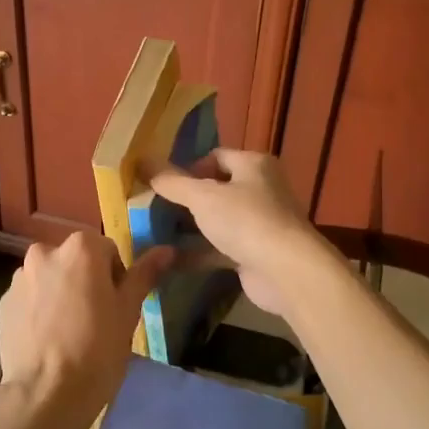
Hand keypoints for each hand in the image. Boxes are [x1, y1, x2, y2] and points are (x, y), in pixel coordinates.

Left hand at [0, 233, 172, 428]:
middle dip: (85, 282)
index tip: (116, 307)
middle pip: (75, 261)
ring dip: (60, 294)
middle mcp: (45, 252)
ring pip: (50, 279)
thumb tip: (167, 250)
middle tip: (95, 320)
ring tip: (68, 333)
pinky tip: (48, 340)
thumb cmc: (97, 349)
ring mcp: (19, 278)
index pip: (107, 250)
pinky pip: (29, 298)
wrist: (45, 394)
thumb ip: (145, 274)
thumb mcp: (128, 311)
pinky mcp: (2, 303)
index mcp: (80, 248)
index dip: (115, 278)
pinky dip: (39, 310)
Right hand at [148, 150, 332, 316]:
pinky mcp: (254, 253)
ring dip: (189, 228)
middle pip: (215, 189)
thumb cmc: (246, 220)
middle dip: (185, 200)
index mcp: (254, 165)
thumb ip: (172, 182)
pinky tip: (169, 260)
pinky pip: (219, 248)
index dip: (188, 167)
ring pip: (216, 220)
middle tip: (152, 209)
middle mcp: (260, 189)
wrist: (286, 272)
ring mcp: (258, 223)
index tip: (162, 184)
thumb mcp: (203, 197)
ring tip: (154, 233)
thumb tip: (142, 161)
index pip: (216, 156)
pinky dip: (197, 253)